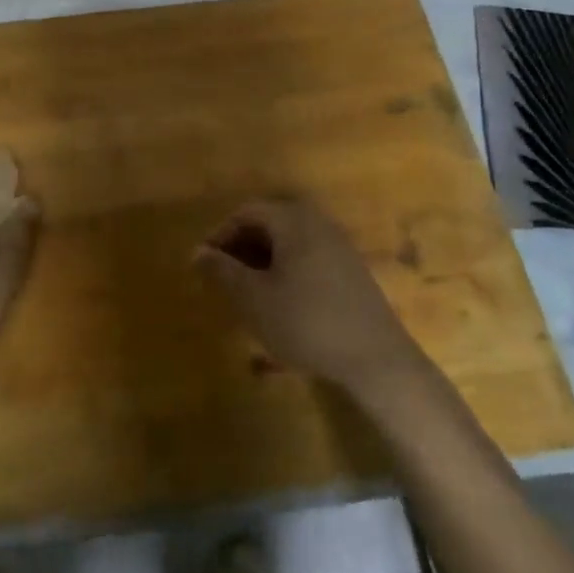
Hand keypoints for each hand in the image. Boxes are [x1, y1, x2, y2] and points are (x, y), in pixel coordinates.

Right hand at [195, 199, 423, 394]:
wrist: (375, 360)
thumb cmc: (306, 322)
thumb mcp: (254, 298)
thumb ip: (222, 271)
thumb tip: (198, 252)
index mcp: (294, 221)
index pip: (246, 212)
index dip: (220, 235)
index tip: (205, 265)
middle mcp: (319, 224)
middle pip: (269, 224)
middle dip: (241, 248)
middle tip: (223, 279)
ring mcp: (340, 247)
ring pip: (289, 244)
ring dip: (263, 262)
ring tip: (247, 294)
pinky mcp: (352, 272)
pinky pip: (308, 259)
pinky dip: (286, 273)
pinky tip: (280, 305)